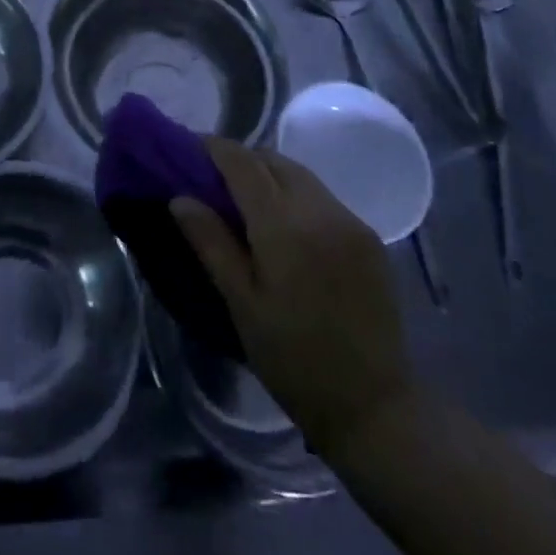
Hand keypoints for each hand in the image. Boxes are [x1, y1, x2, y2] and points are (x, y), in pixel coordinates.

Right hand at [172, 139, 414, 455]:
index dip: (215, 148)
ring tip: (246, 199)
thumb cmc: (294, 360)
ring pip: (300, 174)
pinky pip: (323, 197)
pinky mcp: (369, 236)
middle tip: (214, 178)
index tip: (191, 147)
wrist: (375, 407)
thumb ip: (211, 243)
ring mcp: (350, 220)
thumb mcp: (242, 304)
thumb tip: (180, 197)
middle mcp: (320, 209)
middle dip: (242, 159)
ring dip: (270, 174)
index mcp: (284, 225)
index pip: (243, 163)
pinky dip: (297, 195)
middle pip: (274, 160)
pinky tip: (285, 224)